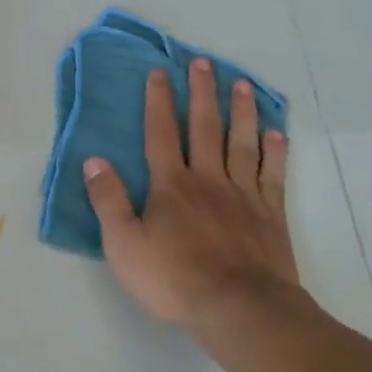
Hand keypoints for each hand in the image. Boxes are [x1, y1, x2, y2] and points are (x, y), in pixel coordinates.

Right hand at [82, 59, 306, 332]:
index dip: (159, 102)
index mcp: (171, 186)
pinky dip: (275, 152)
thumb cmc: (174, 279)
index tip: (160, 72)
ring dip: (240, 112)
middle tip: (203, 63)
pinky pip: (273, 175)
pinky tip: (277, 134)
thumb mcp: (123, 245)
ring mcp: (243, 195)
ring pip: (242, 143)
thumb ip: (108, 201)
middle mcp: (208, 180)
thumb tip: (94, 160)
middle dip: (201, 93)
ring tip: (241, 85)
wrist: (239, 308)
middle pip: (204, 128)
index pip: (161, 134)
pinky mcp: (271, 215)